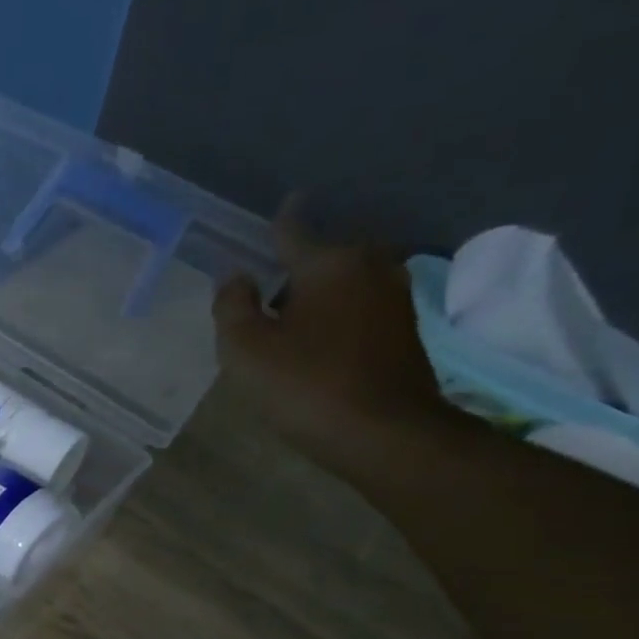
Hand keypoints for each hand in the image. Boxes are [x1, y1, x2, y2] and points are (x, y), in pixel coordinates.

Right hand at [212, 196, 452, 478]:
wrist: (385, 434)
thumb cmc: (306, 385)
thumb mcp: (245, 348)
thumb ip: (232, 305)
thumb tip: (236, 277)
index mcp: (328, 263)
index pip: (294, 229)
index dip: (280, 220)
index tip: (282, 204)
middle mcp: (369, 266)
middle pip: (324, 255)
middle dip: (300, 263)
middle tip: (270, 286)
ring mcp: (394, 297)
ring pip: (346, 280)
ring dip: (321, 290)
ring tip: (293, 314)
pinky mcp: (406, 329)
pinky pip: (362, 305)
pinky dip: (340, 312)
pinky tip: (321, 337)